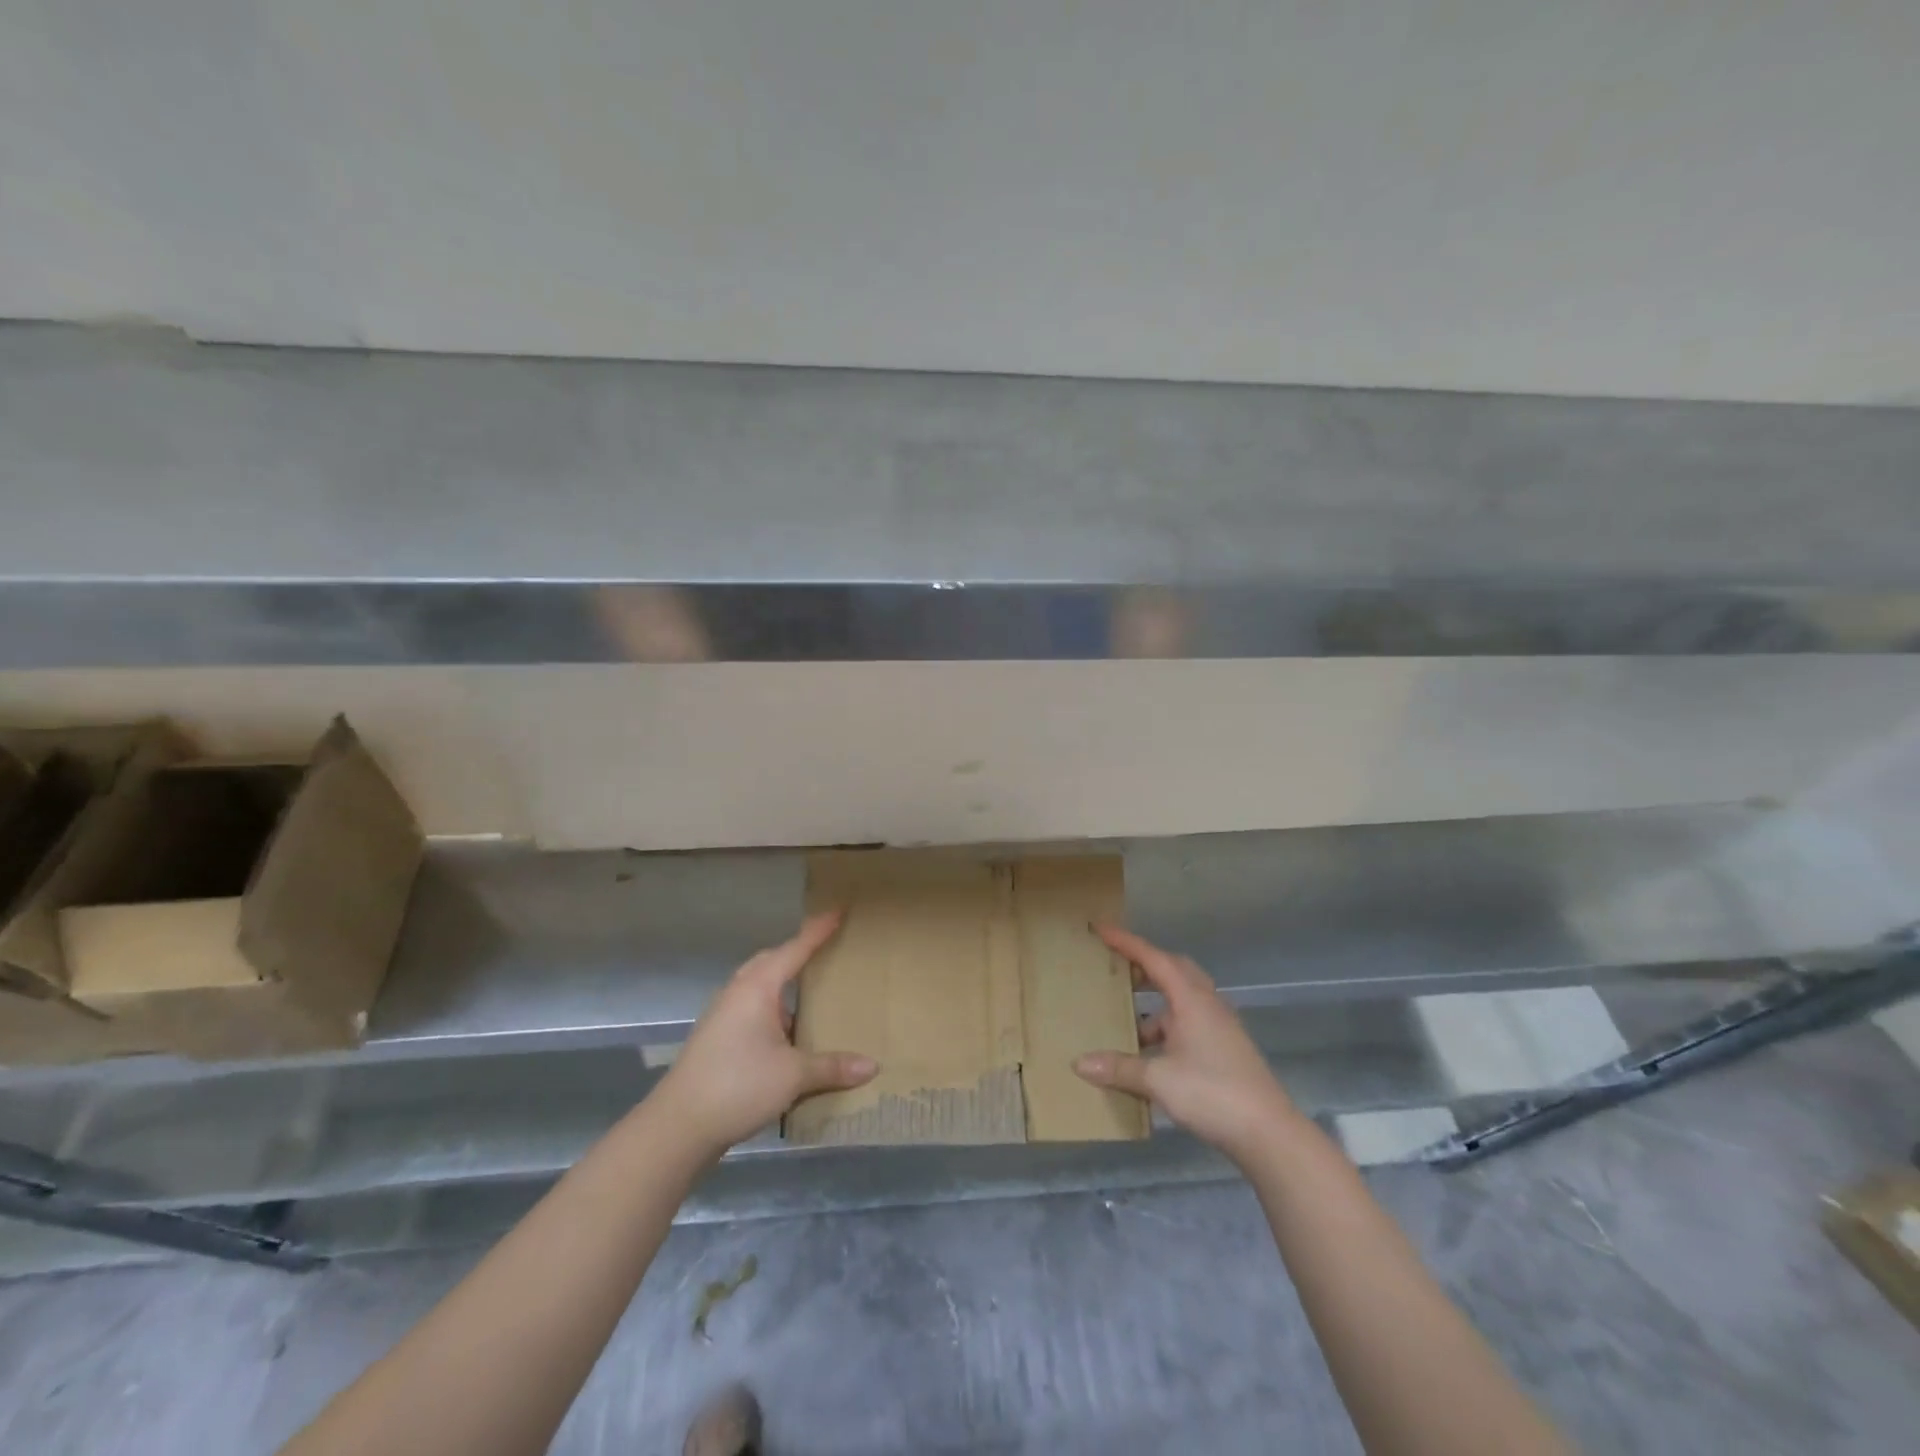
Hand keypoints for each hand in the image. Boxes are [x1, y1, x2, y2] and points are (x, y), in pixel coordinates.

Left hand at [655, 912, 877, 1155]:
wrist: (678, 1126)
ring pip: (759, 985)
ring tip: (811, 989)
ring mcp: (723, 1014)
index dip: (818, 930)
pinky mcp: (717, 1037)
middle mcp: (738, 992)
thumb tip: (873, 1067)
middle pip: (772, 961)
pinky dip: (773, 1007)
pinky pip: (751, 1006)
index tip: (839, 910)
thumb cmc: (738, 1085)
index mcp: (757, 988)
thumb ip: (832, 1067)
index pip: (795, 949)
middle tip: (826, 947)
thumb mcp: (793, 1075)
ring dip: (783, 982)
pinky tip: (787, 1030)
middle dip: (798, 952)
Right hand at [1073, 925, 1296, 1163]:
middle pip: (1173, 970)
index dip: (1126, 942)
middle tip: (1116, 967)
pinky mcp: (1225, 1048)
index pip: (1154, 958)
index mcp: (1191, 999)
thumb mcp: (1158, 1080)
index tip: (1101, 928)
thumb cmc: (1212, 1093)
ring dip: (1155, 1003)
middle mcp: (1207, 1004)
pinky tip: (1150, 1053)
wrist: (1269, 1133)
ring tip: (1126, 1019)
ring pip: (1182, 999)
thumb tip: (1079, 1062)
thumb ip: (1119, 1068)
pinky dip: (1167, 1027)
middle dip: (1144, 965)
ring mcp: (1220, 1026)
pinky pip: (1189, 1022)